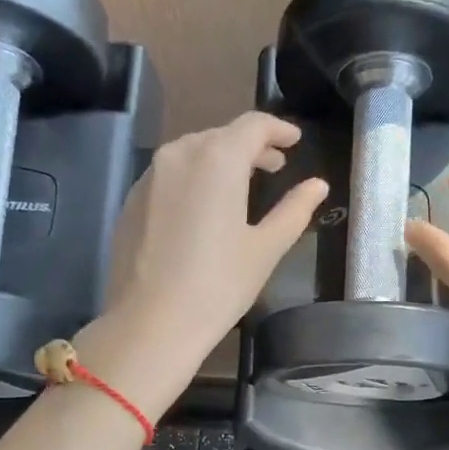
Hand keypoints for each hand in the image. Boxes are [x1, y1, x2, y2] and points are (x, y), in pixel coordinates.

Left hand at [82, 112, 327, 414]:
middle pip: (220, 136)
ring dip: (219, 161)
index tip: (294, 141)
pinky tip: (201, 209)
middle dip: (250, 147)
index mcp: (217, 159)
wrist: (150, 324)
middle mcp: (179, 155)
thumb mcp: (265, 249)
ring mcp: (148, 177)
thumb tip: (317, 185)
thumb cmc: (217, 286)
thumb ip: (294, 210)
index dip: (278, 129)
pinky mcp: (130, 202)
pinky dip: (192, 180)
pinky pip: (168, 177)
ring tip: (239, 186)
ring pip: (191, 154)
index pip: (253, 125)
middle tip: (273, 166)